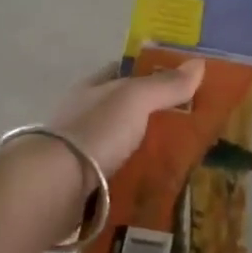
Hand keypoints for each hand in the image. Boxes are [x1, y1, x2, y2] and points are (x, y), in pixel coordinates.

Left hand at [47, 59, 205, 178]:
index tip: (183, 81)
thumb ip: (165, 84)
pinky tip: (160, 187)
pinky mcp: (82, 186)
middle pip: (126, 111)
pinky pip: (118, 178)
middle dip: (155, 116)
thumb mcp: (135, 99)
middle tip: (194, 126)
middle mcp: (84, 116)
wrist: (52, 188)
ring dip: (146, 152)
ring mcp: (81, 153)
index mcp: (92, 89)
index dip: (151, 72)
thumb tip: (199, 64)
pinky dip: (136, 180)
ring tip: (185, 161)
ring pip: (123, 146)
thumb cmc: (94, 132)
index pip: (124, 72)